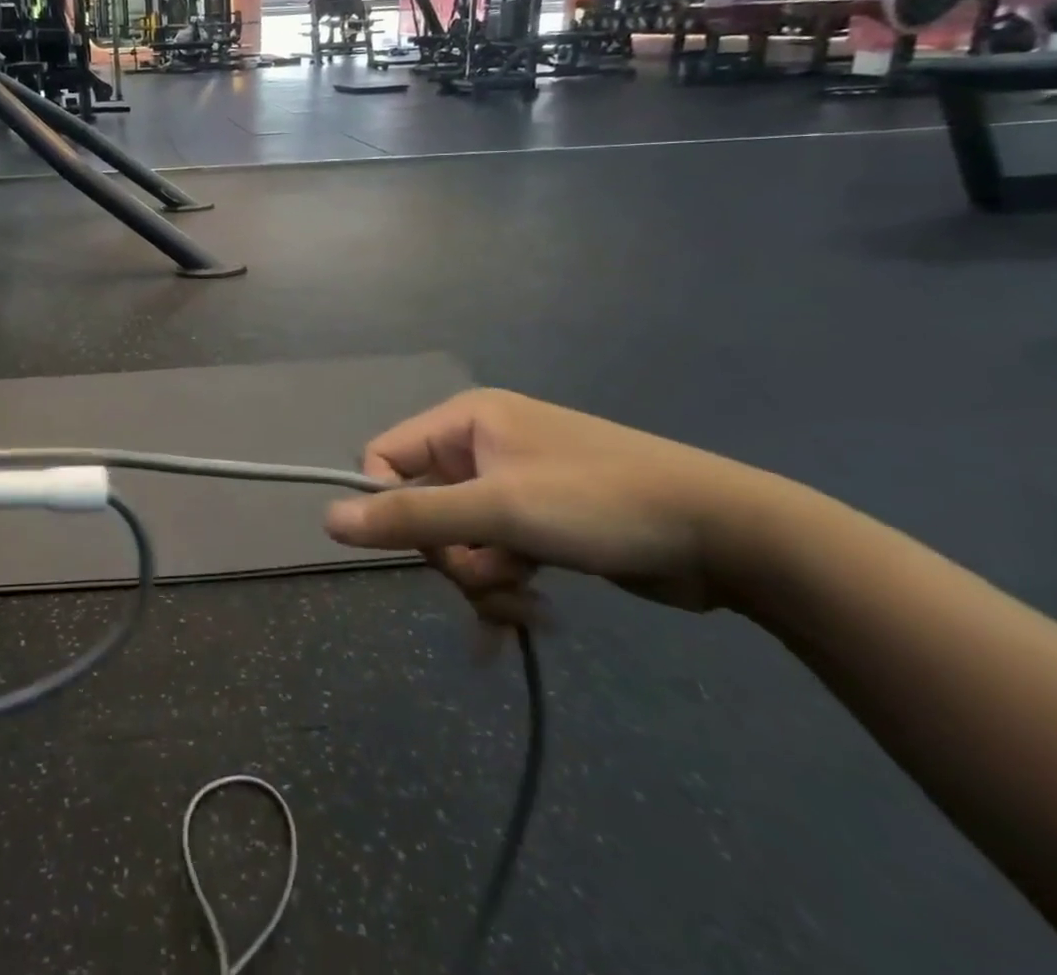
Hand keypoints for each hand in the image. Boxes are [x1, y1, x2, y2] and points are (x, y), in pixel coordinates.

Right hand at [325, 389, 802, 625]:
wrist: (727, 534)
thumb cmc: (600, 503)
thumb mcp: (499, 510)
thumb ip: (411, 517)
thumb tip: (329, 519)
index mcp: (465, 422)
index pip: (385, 458)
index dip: (388, 506)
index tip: (420, 549)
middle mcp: (482, 446)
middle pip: (425, 507)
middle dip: (452, 557)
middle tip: (493, 580)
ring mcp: (513, 486)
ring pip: (461, 540)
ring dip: (483, 581)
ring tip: (527, 607)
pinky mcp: (542, 524)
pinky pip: (496, 557)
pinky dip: (502, 592)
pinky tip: (514, 634)